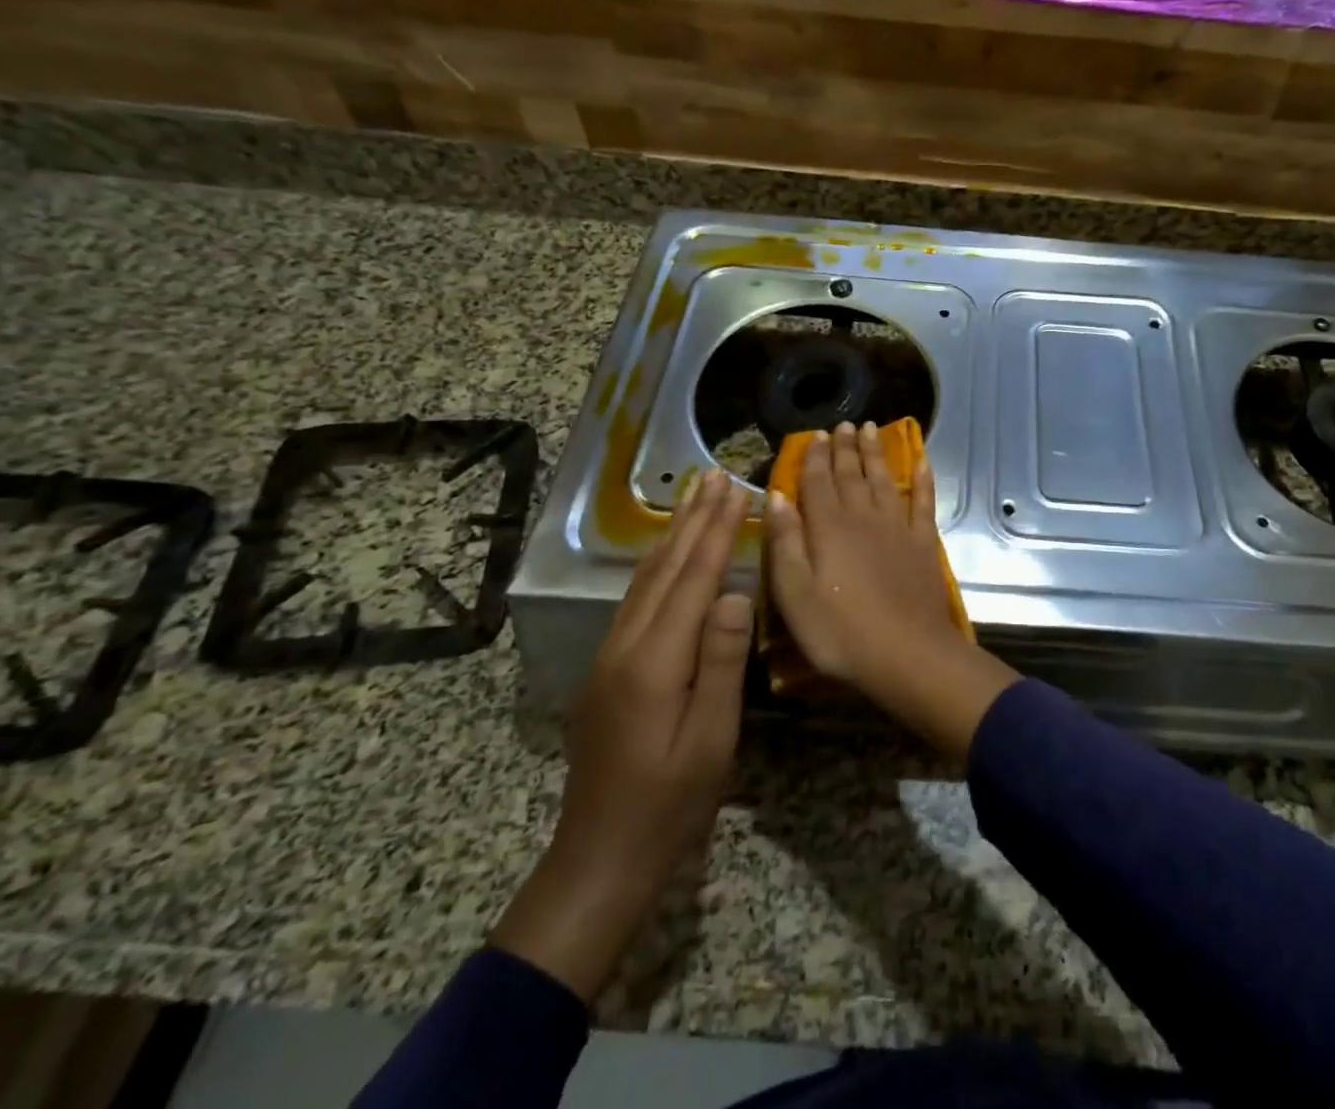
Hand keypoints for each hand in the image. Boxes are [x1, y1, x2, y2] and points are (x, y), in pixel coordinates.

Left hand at [492, 468, 751, 1000]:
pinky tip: (668, 556)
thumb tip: (734, 592)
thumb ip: (721, 662)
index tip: (736, 489)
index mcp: (654, 661)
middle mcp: (625, 646)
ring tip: (693, 498)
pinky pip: (637, 600)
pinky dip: (659, 565)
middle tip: (715, 475)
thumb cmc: (669, 803)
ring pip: (646, 580)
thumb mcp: (709, 739)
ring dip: (674, 534)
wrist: (598, 859)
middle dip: (693, 518)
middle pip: (664, 568)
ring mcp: (610, 657)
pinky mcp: (608, 670)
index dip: (716, 531)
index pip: (693, 578)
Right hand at [765, 421, 1018, 759]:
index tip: (816, 435)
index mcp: (828, 528)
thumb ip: (785, 542)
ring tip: (872, 429)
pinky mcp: (923, 542)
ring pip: (884, 480)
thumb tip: (777, 496)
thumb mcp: (795, 593)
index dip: (816, 457)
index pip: (818, 482)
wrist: (906, 652)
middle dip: (846, 448)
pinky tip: (921, 463)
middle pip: (852, 475)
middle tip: (845, 424)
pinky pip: (923, 502)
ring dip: (876, 454)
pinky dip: (923, 480)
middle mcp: (863, 517)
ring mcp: (897, 527)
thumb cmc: (839, 631)